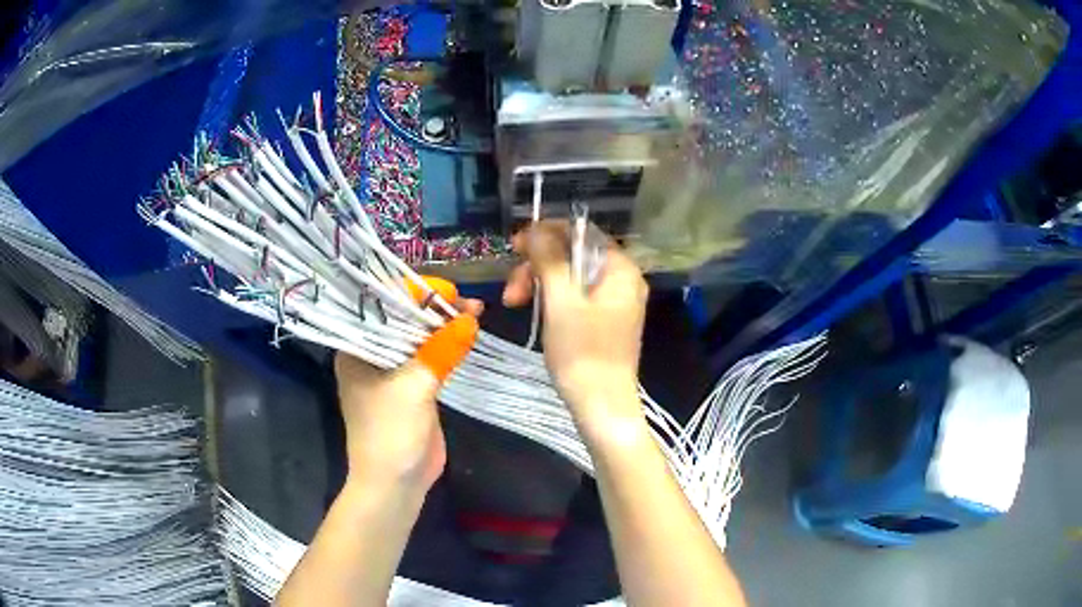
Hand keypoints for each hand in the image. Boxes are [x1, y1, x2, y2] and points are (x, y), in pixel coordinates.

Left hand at [335, 294, 480, 491]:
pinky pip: (430, 357)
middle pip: (403, 319)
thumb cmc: (390, 433)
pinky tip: (468, 334)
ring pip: (419, 338)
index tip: (447, 291)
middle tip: (469, 302)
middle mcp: (370, 354)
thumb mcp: (413, 388)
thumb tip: (470, 318)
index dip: (414, 294)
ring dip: (445, 326)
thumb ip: (440, 350)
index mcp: (356, 348)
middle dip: (435, 309)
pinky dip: (448, 346)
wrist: (396, 484)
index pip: (382, 306)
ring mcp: (392, 372)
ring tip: (476, 312)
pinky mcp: (412, 387)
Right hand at [502, 221, 648, 440]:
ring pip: (571, 278)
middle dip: (538, 266)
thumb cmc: (582, 351)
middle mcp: (623, 279)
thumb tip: (536, 229)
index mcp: (620, 268)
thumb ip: (548, 258)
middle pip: (574, 255)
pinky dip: (553, 300)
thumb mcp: (560, 300)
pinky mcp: (605, 322)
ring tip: (514, 304)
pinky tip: (534, 312)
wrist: (602, 406)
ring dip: (540, 284)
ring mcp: (615, 302)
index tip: (514, 246)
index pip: (581, 232)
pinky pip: (576, 297)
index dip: (545, 233)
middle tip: (511, 290)